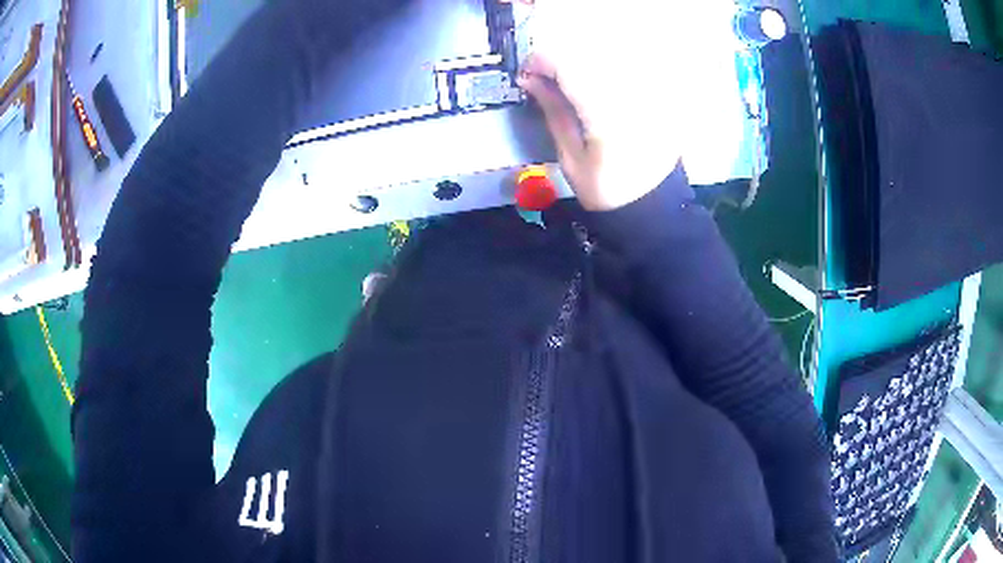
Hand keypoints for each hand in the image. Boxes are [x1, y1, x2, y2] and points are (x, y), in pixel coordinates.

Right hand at [518, 54, 681, 211]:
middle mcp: (629, 93)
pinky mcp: (657, 94)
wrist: (653, 205)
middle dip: (559, 63)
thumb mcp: (570, 157)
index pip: (566, 63)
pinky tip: (596, 92)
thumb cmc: (607, 189)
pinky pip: (625, 68)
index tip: (527, 76)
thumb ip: (552, 111)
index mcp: (604, 112)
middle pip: (586, 54)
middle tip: (546, 84)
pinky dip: (602, 73)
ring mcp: (647, 91)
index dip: (540, 62)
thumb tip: (529, 78)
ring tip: (570, 89)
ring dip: (581, 66)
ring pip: (605, 57)